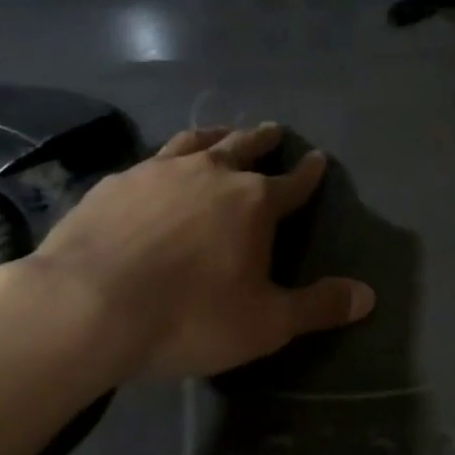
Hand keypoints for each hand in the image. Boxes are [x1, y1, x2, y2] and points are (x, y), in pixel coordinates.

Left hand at [21, 124, 373, 383]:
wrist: (85, 307)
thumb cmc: (188, 316)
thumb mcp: (265, 324)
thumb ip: (318, 306)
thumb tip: (369, 296)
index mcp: (254, 202)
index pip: (294, 183)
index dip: (310, 173)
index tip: (319, 160)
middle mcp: (212, 174)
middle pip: (246, 147)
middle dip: (265, 140)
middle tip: (275, 131)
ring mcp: (160, 171)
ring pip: (198, 142)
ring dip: (217, 135)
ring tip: (224, 132)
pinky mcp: (118, 182)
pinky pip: (152, 158)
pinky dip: (167, 157)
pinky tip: (158, 167)